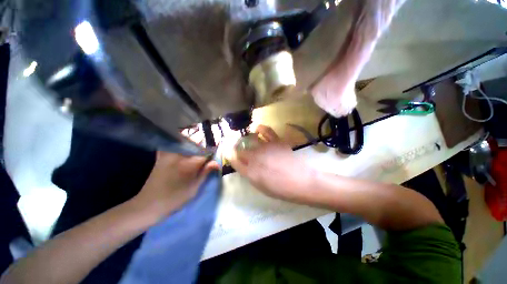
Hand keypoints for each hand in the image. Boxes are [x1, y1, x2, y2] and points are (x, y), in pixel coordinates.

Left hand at [134, 152, 219, 220]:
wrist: (148, 204)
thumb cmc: (174, 199)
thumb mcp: (194, 188)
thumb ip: (205, 173)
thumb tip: (217, 162)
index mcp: (188, 164)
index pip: (205, 153)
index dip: (211, 155)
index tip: (213, 158)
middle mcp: (179, 155)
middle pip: (196, 146)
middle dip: (203, 150)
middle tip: (205, 158)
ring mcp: (169, 154)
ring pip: (187, 144)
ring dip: (194, 147)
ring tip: (196, 155)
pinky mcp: (162, 155)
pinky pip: (175, 146)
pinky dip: (182, 146)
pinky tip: (184, 153)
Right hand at [230, 125, 317, 204]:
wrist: (301, 181)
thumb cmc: (281, 189)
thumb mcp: (262, 187)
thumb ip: (251, 175)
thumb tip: (245, 166)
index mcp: (250, 172)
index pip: (234, 161)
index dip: (230, 156)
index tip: (230, 154)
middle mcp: (254, 158)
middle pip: (240, 150)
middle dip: (236, 148)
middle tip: (239, 148)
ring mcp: (265, 148)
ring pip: (250, 139)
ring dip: (246, 139)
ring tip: (248, 139)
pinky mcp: (276, 141)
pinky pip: (266, 130)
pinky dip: (260, 128)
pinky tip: (258, 129)